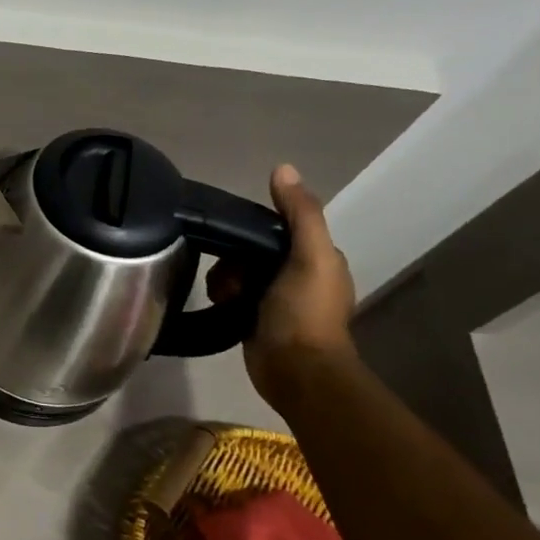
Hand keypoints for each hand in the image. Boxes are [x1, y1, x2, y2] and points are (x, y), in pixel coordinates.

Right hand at [208, 164, 356, 406]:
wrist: (295, 370)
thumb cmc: (305, 312)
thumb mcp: (309, 256)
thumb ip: (300, 213)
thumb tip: (282, 168)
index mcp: (319, 259)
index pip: (279, 229)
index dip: (254, 231)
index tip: (236, 242)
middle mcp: (300, 276)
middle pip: (253, 252)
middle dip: (235, 261)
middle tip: (229, 278)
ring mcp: (277, 300)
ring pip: (239, 274)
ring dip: (225, 280)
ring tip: (224, 296)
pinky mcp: (256, 320)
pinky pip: (232, 296)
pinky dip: (223, 298)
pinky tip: (220, 305)